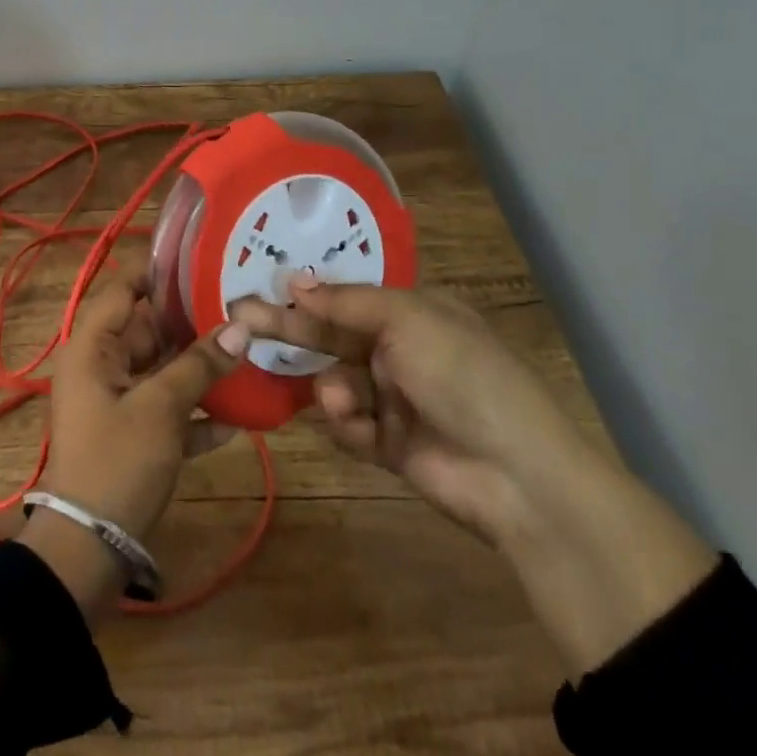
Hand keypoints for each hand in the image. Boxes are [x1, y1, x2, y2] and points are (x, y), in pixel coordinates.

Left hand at [20, 277, 249, 618]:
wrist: (89, 548)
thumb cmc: (117, 460)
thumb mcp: (161, 407)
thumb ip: (199, 365)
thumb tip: (242, 326)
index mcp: (93, 347)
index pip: (124, 290)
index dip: (159, 273)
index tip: (203, 261)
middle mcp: (102, 366)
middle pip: (150, 331)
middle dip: (193, 325)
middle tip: (243, 309)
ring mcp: (117, 402)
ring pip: (163, 371)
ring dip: (201, 370)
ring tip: (251, 354)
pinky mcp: (133, 436)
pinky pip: (167, 411)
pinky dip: (196, 413)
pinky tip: (240, 418)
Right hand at [232, 275, 586, 545]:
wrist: (517, 475)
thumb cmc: (463, 374)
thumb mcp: (406, 319)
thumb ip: (346, 301)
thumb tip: (296, 279)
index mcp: (411, 311)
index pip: (345, 296)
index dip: (305, 293)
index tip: (261, 287)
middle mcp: (399, 348)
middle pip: (330, 335)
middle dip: (290, 330)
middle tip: (239, 320)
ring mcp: (394, 397)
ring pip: (334, 381)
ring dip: (334, 390)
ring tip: (345, 402)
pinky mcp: (388, 442)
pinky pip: (349, 423)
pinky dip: (350, 425)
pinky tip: (363, 429)